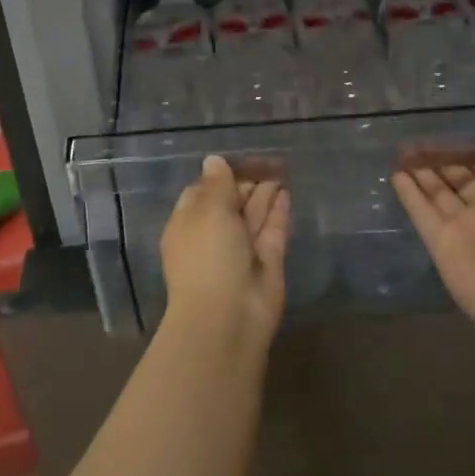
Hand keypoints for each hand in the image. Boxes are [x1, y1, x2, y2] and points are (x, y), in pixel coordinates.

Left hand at [160, 155, 289, 340]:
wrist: (228, 317)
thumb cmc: (208, 256)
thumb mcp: (208, 211)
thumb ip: (217, 184)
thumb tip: (214, 160)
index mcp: (188, 223)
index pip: (202, 191)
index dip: (221, 175)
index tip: (240, 158)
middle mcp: (214, 235)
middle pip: (230, 201)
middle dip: (246, 182)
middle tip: (267, 160)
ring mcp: (242, 249)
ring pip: (253, 214)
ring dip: (264, 192)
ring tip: (280, 168)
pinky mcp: (267, 261)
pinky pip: (272, 229)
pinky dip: (278, 210)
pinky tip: (286, 191)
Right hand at [392, 128, 474, 341]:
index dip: (470, 153)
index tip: (451, 134)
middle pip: (460, 181)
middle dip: (442, 161)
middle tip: (418, 140)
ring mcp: (460, 228)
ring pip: (438, 194)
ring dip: (423, 174)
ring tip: (402, 151)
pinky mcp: (438, 243)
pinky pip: (422, 213)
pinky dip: (409, 195)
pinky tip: (396, 174)